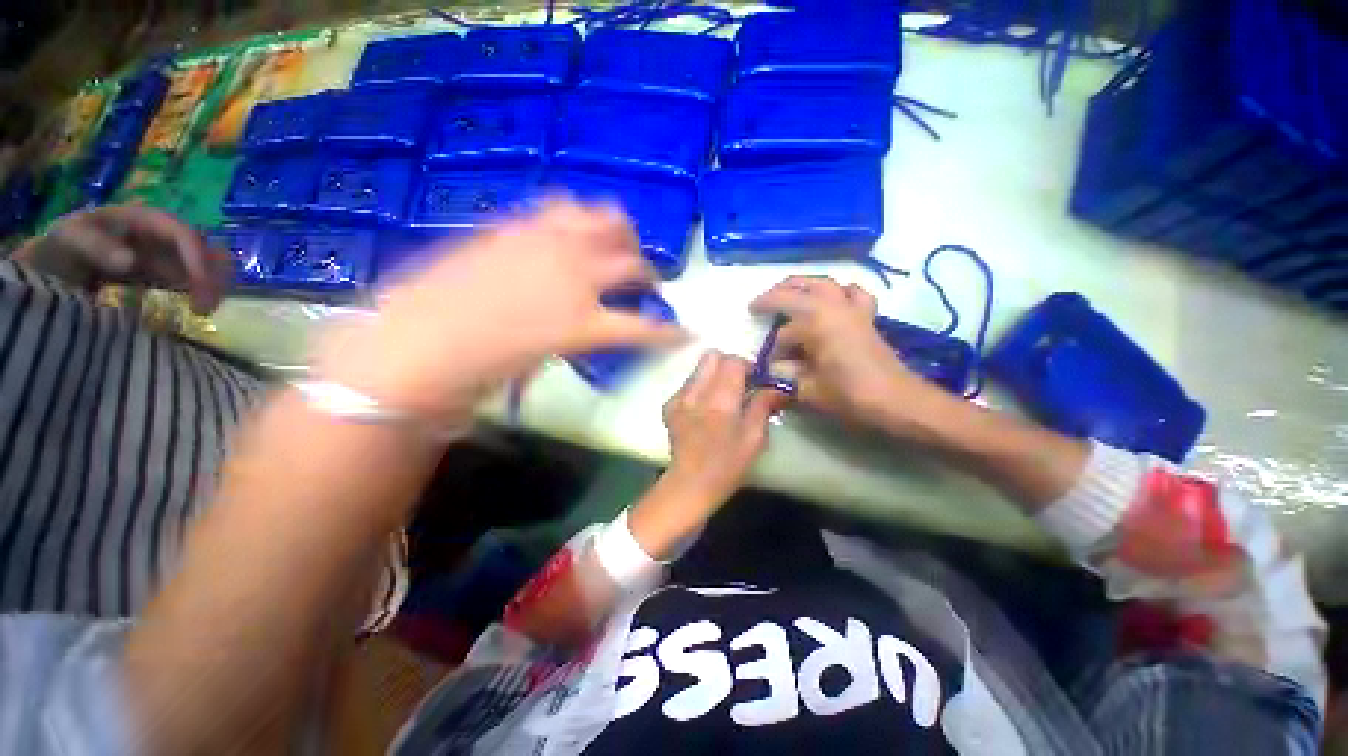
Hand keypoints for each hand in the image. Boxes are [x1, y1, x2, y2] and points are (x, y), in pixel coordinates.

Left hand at [12, 204, 229, 313]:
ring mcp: (161, 253)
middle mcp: (158, 234)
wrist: (50, 267)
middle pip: (200, 248)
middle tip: (207, 304)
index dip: (196, 257)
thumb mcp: (71, 242)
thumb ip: (97, 247)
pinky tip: (195, 307)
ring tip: (204, 308)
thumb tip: (132, 260)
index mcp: (142, 219)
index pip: (182, 234)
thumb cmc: (61, 249)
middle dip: (210, 274)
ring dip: (210, 284)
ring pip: (202, 264)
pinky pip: (189, 279)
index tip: (201, 287)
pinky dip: (198, 291)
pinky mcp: (160, 272)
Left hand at [315, 199, 686, 422]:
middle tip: (646, 283)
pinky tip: (576, 230)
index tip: (685, 333)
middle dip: (649, 275)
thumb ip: (577, 341)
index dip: (670, 333)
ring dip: (621, 234)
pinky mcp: (517, 226)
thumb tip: (592, 329)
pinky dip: (581, 216)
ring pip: (607, 220)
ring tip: (617, 245)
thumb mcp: (542, 364)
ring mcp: (547, 243)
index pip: (645, 328)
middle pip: (634, 263)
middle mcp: (575, 277)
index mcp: (584, 324)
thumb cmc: (481, 371)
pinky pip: (563, 207)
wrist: (413, 345)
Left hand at [660, 351, 787, 508]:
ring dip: (714, 375)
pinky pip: (688, 384)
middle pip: (711, 356)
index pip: (733, 362)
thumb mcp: (754, 438)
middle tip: (739, 383)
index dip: (747, 365)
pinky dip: (700, 388)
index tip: (756, 379)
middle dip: (728, 364)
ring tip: (722, 396)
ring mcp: (679, 398)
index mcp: (720, 401)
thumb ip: (763, 406)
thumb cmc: (727, 465)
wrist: (690, 484)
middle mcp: (696, 392)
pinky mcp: (669, 405)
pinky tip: (705, 408)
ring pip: (698, 368)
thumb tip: (777, 386)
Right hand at [750, 275, 941, 430]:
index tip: (770, 367)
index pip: (782, 334)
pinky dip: (840, 291)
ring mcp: (851, 308)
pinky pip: (853, 293)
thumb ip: (785, 376)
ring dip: (801, 284)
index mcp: (815, 323)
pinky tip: (833, 298)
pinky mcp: (865, 315)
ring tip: (787, 291)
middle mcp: (831, 307)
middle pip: (796, 290)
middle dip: (774, 296)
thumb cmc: (849, 395)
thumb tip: (773, 368)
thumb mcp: (808, 389)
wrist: (895, 399)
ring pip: (822, 283)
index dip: (773, 351)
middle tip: (758, 305)